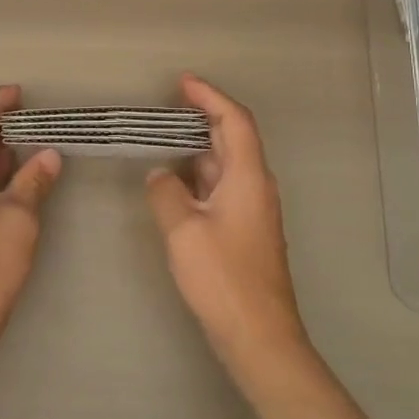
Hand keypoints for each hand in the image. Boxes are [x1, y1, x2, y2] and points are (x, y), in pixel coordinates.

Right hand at [146, 74, 309, 382]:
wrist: (258, 335)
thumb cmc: (223, 277)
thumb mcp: (183, 230)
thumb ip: (166, 193)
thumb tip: (160, 174)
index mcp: (248, 178)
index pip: (235, 121)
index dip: (210, 97)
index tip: (183, 83)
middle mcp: (255, 187)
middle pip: (233, 139)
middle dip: (202, 118)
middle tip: (167, 107)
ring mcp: (252, 211)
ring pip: (225, 165)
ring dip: (198, 148)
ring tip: (163, 139)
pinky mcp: (244, 232)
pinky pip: (220, 188)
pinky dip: (198, 176)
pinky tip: (174, 183)